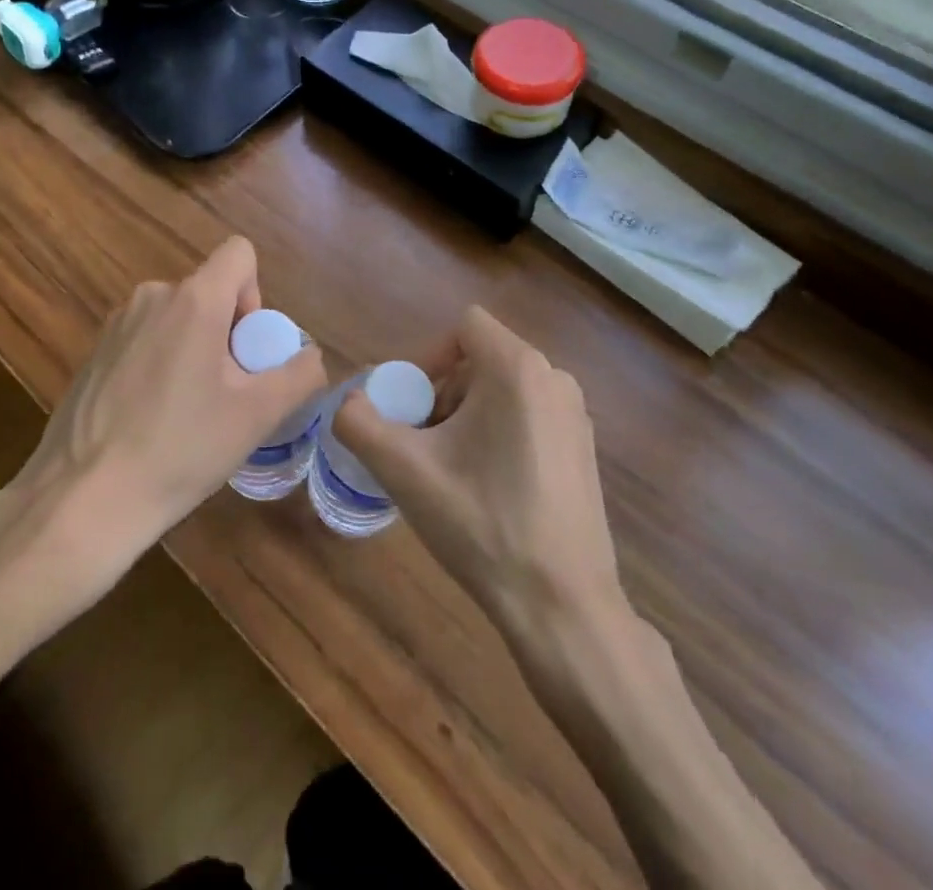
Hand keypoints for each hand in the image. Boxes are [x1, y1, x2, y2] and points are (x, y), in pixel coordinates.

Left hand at [8, 236, 324, 583]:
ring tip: (187, 413)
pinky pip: (146, 339)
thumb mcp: (257, 416)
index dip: (256, 294)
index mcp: (193, 300)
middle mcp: (152, 296)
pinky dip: (160, 364)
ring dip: (194, 350)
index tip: (246, 350)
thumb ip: (299, 375)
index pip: (239, 253)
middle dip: (227, 333)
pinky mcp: (94, 352)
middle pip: (209, 292)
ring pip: (177, 318)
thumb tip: (312, 356)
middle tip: (225, 395)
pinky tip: (150, 420)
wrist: (83, 499)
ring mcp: (117, 323)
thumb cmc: (180, 449)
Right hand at [335, 305, 623, 653]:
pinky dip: (497, 433)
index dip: (427, 356)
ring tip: (448, 470)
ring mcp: (576, 415)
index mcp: (519, 368)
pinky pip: (528, 416)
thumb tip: (348, 402)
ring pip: (502, 390)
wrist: (562, 606)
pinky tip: (486, 490)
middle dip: (441, 393)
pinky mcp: (584, 449)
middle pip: (480, 360)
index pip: (463, 327)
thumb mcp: (404, 470)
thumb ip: (359, 423)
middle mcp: (555, 378)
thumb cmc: (483, 524)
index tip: (409, 405)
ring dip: (465, 416)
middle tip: (421, 444)